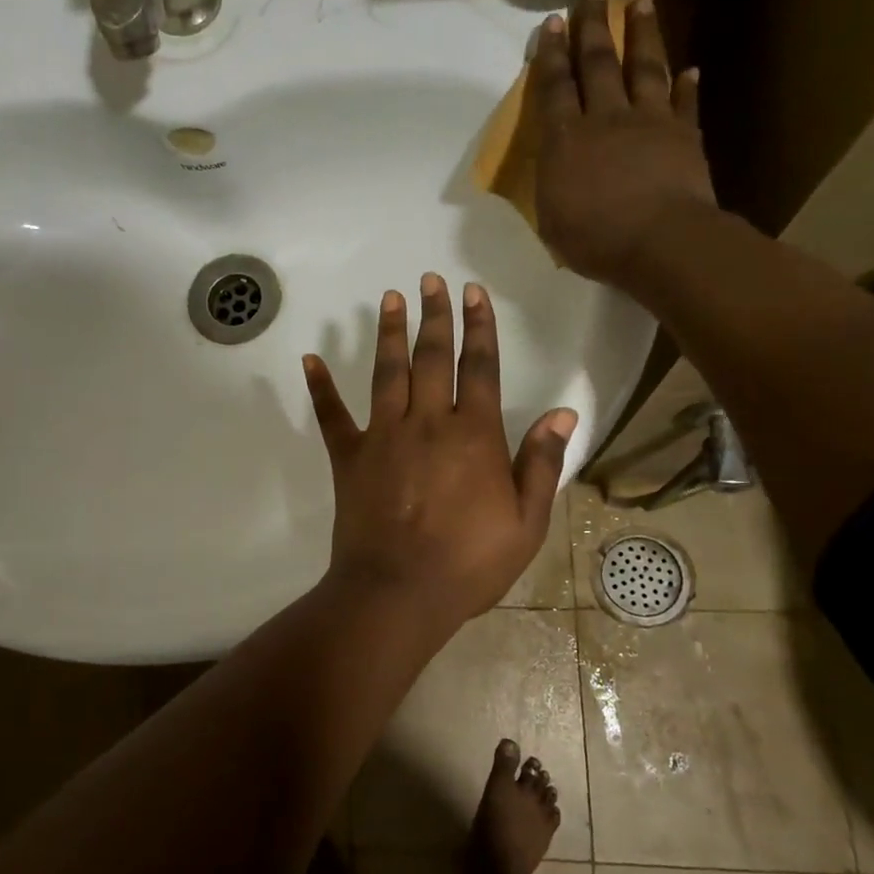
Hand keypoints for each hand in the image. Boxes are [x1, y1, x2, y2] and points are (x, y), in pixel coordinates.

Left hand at [302, 275, 576, 630]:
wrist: (398, 593)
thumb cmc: (468, 564)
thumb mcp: (525, 523)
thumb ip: (541, 464)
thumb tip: (562, 412)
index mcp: (473, 435)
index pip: (479, 367)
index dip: (479, 327)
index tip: (474, 292)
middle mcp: (427, 423)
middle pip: (432, 357)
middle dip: (434, 315)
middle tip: (430, 279)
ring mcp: (383, 436)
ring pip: (387, 372)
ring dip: (389, 332)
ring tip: (390, 298)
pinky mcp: (349, 457)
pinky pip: (332, 415)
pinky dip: (320, 387)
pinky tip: (311, 359)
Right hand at [530, 0, 716, 287]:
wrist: (661, 242)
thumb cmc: (595, 239)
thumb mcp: (552, 219)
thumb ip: (551, 183)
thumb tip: (556, 164)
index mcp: (566, 140)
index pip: (555, 87)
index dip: (551, 54)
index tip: (551, 22)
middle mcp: (606, 118)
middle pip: (598, 62)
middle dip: (593, 25)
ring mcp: (650, 122)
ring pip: (644, 67)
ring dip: (642, 33)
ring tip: (641, 1)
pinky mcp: (684, 135)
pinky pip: (685, 103)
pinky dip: (687, 85)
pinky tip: (690, 69)